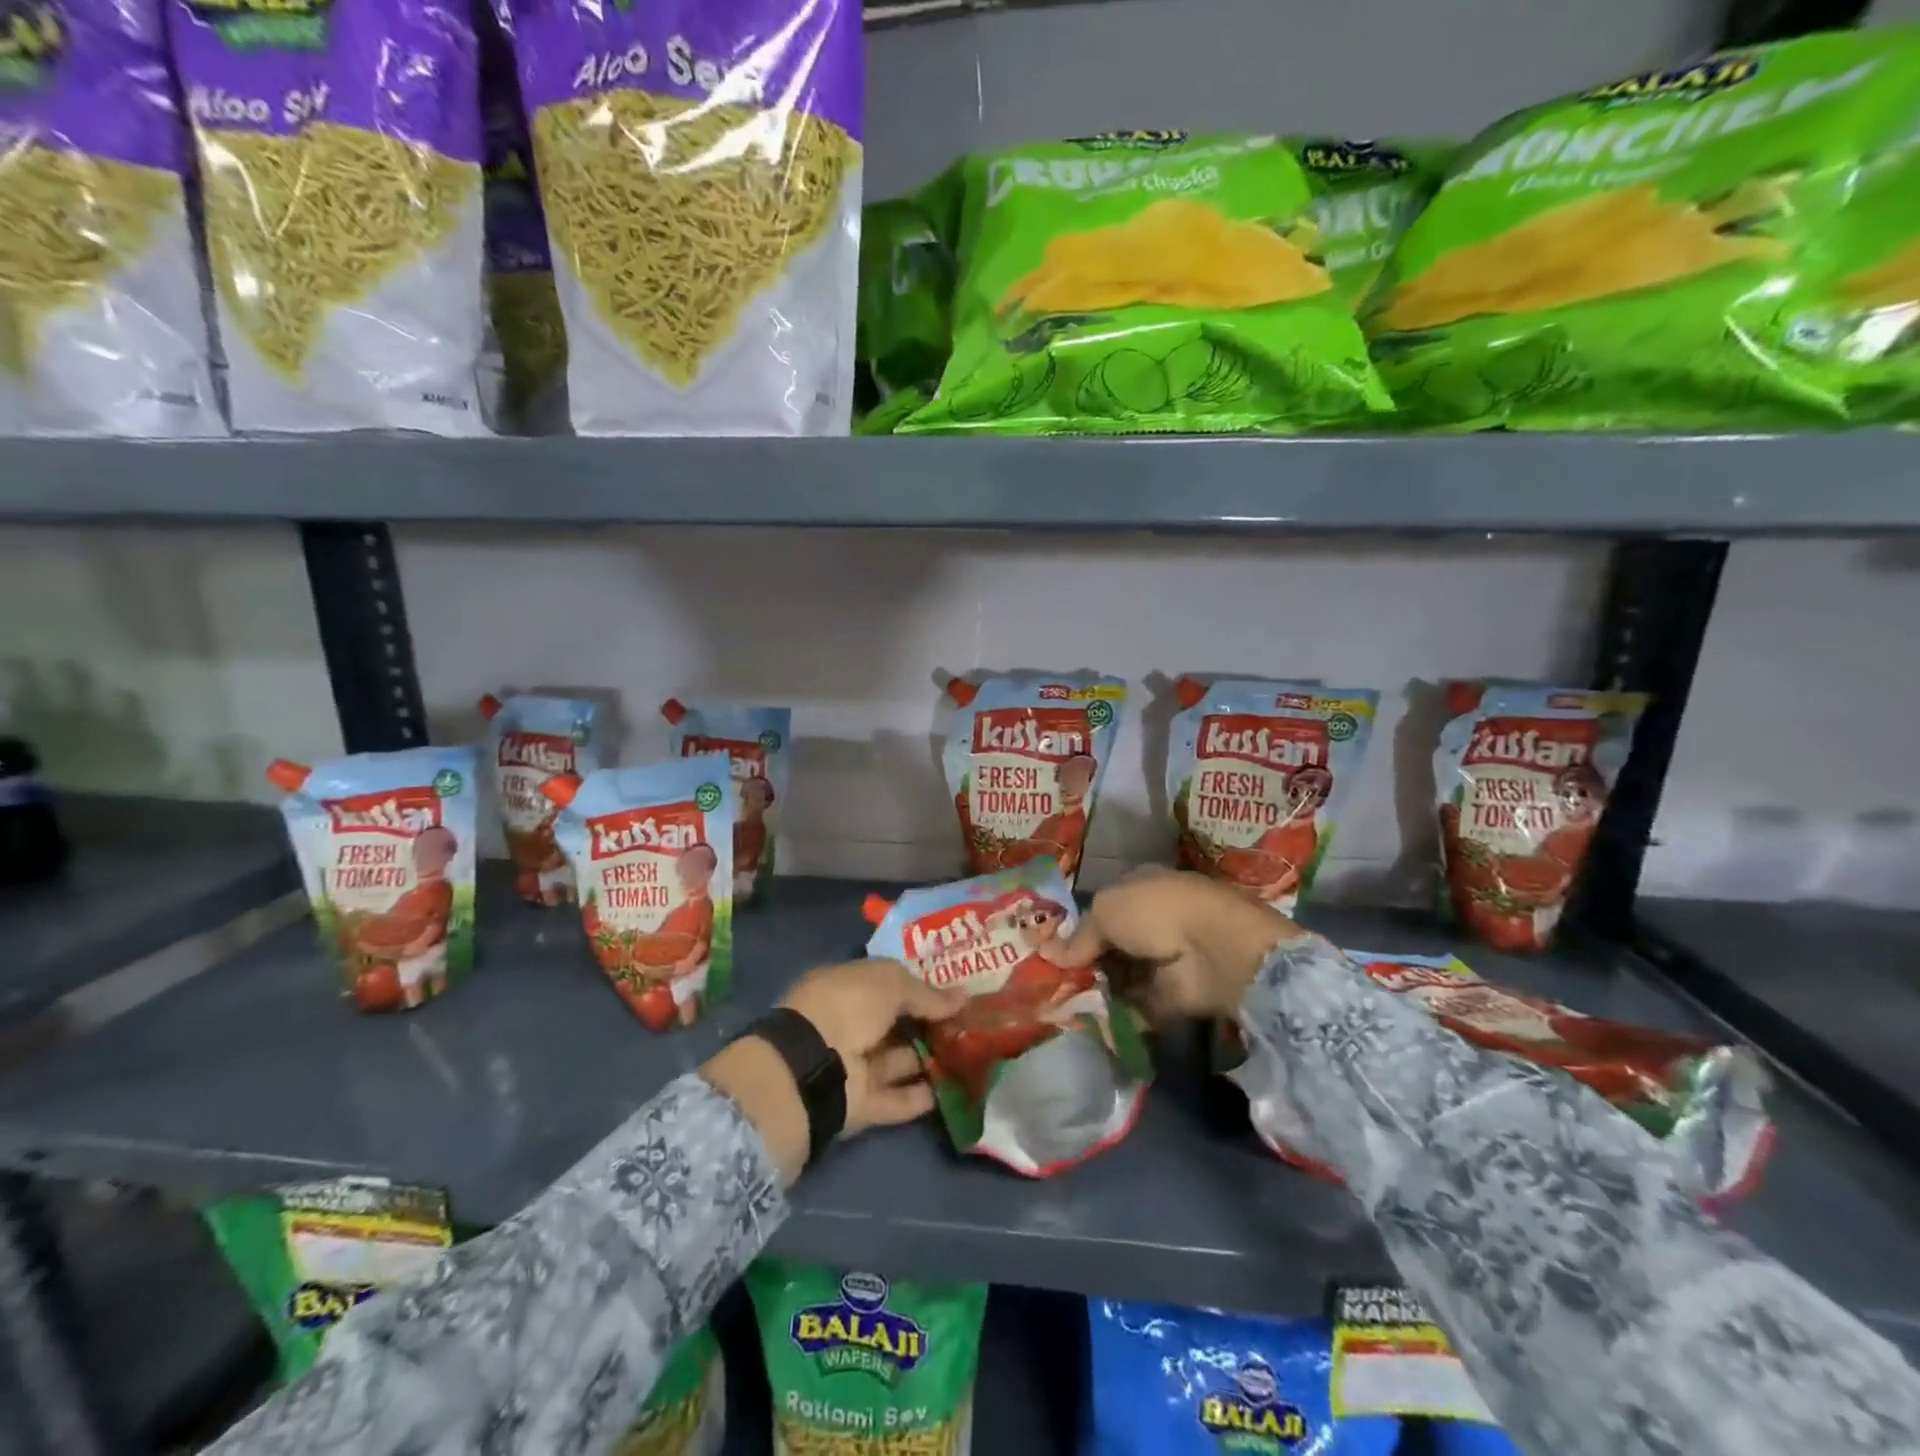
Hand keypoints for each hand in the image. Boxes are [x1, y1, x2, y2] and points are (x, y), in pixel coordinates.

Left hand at [702, 960, 961, 1184]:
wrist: (812, 1065)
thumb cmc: (848, 1005)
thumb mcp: (891, 983)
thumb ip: (927, 993)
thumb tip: (963, 997)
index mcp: (846, 987)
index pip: (886, 984)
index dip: (918, 987)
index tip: (953, 994)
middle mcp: (847, 1024)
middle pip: (894, 1024)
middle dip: (928, 1025)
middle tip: (968, 1026)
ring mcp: (852, 1066)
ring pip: (897, 1062)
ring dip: (928, 1061)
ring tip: (968, 1057)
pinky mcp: (859, 1104)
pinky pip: (895, 1099)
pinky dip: (919, 1096)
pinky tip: (951, 1091)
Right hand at [1059, 868, 1297, 1020]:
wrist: (1213, 949)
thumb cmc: (1155, 912)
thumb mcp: (1105, 910)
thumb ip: (1080, 935)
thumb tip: (1050, 953)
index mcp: (1140, 887)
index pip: (1105, 906)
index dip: (1080, 926)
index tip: (1053, 948)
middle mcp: (1154, 920)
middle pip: (1113, 943)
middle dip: (1087, 961)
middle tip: (1055, 980)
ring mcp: (1167, 958)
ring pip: (1124, 975)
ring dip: (1101, 989)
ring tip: (1067, 1003)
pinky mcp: (1176, 995)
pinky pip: (1141, 1005)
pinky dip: (1121, 1014)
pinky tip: (1093, 1020)